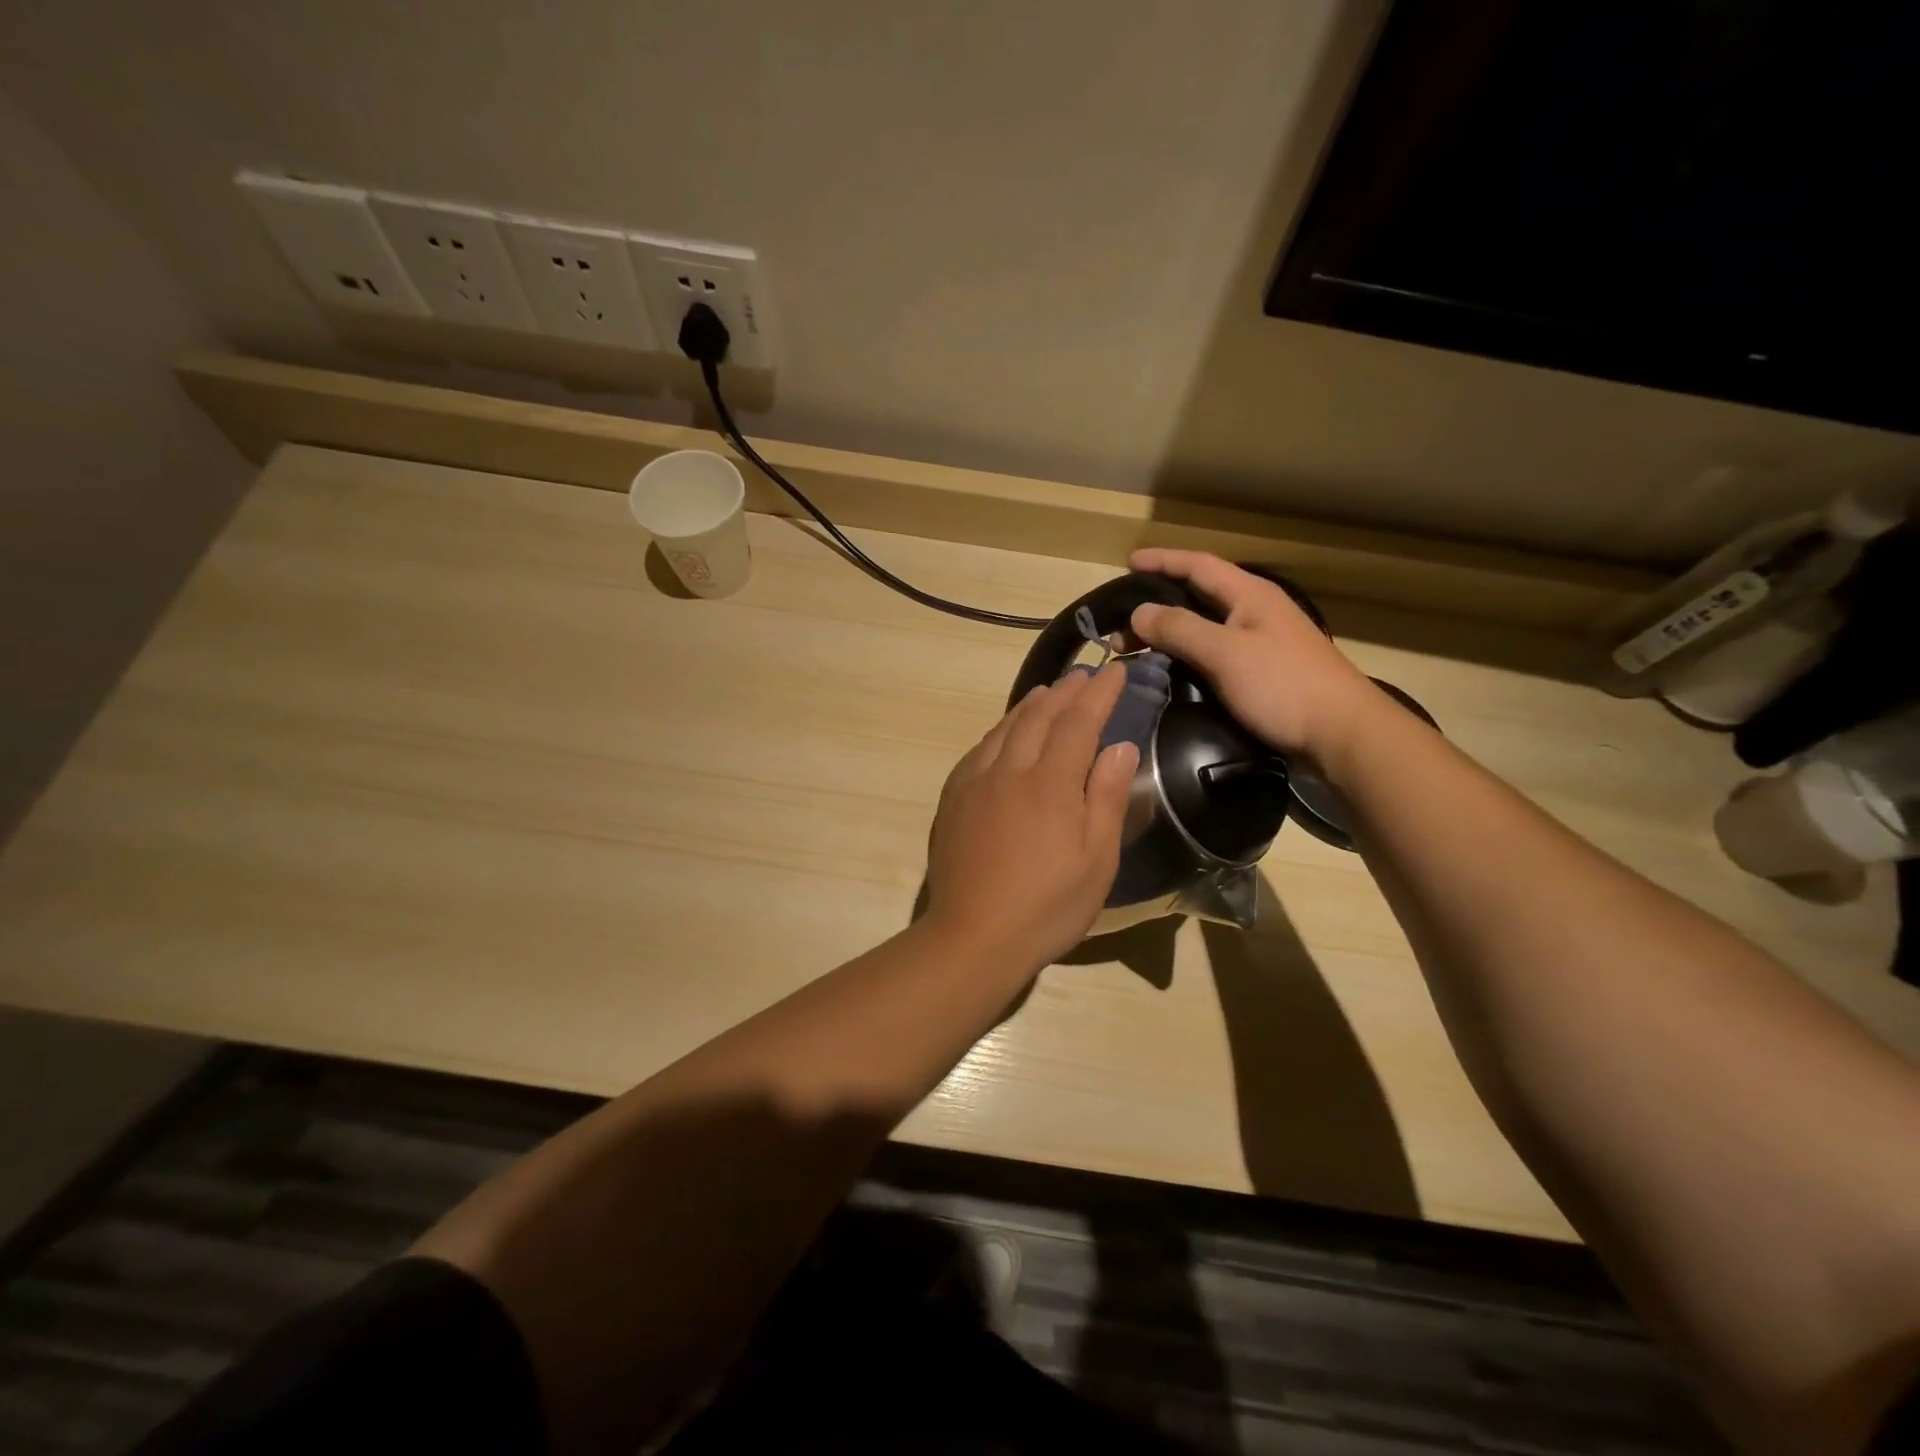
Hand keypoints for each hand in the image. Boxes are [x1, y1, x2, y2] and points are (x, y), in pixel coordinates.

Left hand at [924, 664, 1137, 972]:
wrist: (973, 936)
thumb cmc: (1047, 906)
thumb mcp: (1096, 861)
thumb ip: (1106, 797)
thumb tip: (1119, 746)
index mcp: (1050, 783)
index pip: (1079, 722)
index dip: (1099, 693)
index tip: (1116, 670)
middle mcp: (1009, 770)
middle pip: (1039, 716)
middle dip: (1066, 691)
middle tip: (1085, 674)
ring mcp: (975, 782)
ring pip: (1006, 728)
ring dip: (1031, 705)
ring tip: (1049, 692)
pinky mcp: (953, 798)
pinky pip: (980, 749)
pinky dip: (1000, 730)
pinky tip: (1005, 733)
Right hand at [1127, 549, 1377, 762]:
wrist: (1341, 734)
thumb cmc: (1283, 685)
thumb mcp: (1224, 652)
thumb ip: (1179, 628)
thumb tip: (1139, 611)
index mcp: (1250, 595)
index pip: (1198, 565)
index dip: (1162, 560)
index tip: (1127, 563)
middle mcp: (1255, 612)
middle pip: (1198, 596)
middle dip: (1158, 603)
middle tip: (1121, 623)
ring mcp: (1261, 643)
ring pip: (1205, 627)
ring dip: (1170, 632)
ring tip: (1136, 649)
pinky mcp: (1262, 673)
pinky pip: (1214, 653)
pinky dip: (1186, 655)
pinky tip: (1171, 671)